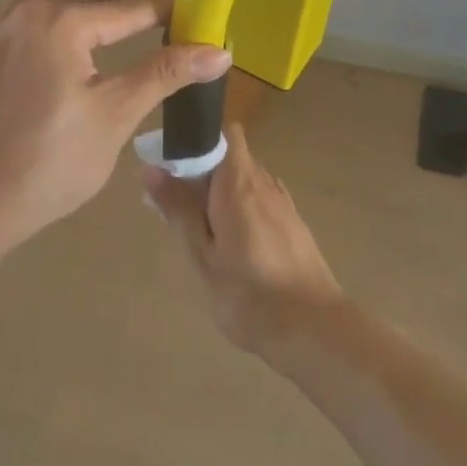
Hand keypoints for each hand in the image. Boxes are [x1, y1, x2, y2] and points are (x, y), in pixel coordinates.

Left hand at [0, 0, 231, 251]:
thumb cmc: (50, 162)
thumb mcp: (115, 116)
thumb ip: (164, 74)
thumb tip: (218, 51)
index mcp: (60, 23)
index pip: (127, 9)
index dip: (164, 13)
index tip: (191, 20)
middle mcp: (22, 13)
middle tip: (153, 3)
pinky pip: (9, 10)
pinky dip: (36, 2)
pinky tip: (43, 16)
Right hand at [142, 125, 345, 352]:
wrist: (315, 331)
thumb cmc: (250, 295)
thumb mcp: (202, 255)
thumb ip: (178, 209)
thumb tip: (150, 168)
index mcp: (239, 184)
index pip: (224, 134)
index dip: (197, 138)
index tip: (170, 162)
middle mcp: (265, 184)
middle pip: (230, 158)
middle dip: (200, 171)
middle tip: (172, 206)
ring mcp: (283, 205)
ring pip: (245, 182)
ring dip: (219, 193)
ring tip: (197, 230)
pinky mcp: (293, 227)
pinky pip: (260, 202)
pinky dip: (239, 210)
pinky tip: (230, 245)